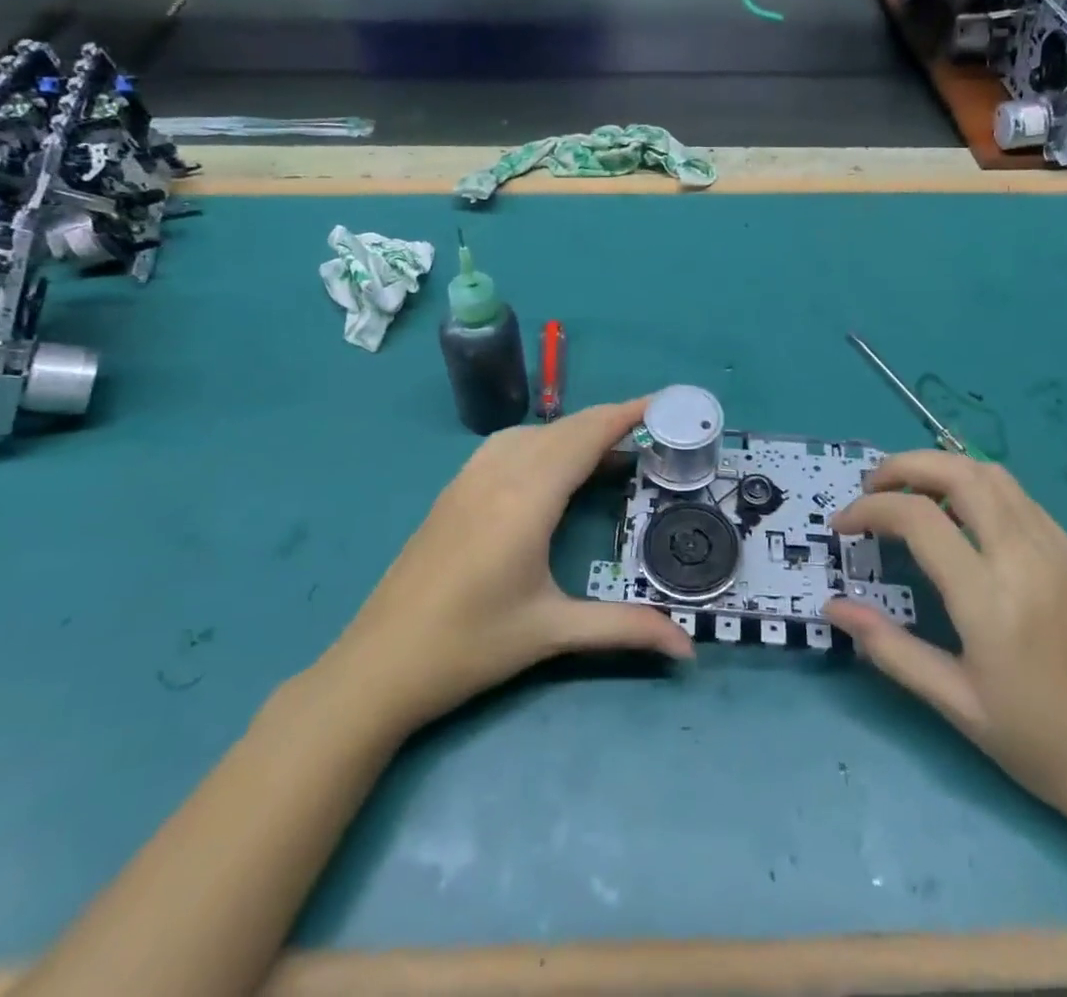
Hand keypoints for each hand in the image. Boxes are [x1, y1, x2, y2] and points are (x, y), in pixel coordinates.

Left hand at [321, 398, 694, 736]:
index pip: (585, 436)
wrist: (378, 664)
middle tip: (653, 432)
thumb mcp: (551, 633)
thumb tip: (688, 647)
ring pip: (534, 433)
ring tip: (610, 454)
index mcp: (527, 498)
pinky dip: (543, 442)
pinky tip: (552, 470)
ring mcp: (470, 477)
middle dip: (609, 421)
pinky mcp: (454, 490)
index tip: (664, 402)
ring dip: (575, 432)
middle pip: (564, 428)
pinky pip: (508, 445)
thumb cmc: (469, 646)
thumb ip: (624, 628)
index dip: (626, 413)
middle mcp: (499, 473)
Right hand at [824, 452, 1066, 837]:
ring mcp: (1061, 550)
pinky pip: (1020, 498)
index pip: (917, 517)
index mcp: (992, 600)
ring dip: (942, 469)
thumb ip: (889, 647)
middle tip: (871, 488)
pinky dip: (977, 489)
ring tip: (910, 496)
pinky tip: (961, 521)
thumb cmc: (1041, 745)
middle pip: (959, 472)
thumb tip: (832, 606)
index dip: (869, 509)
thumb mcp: (955, 704)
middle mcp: (1028, 558)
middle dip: (903, 466)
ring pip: (993, 475)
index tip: (842, 524)